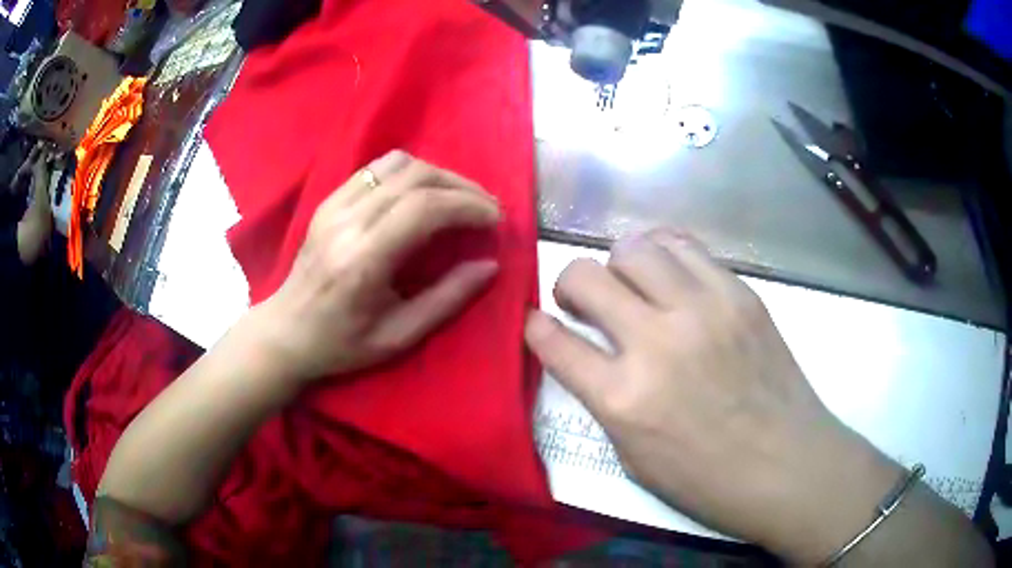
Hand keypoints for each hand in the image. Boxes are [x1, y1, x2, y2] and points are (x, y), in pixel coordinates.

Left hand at [259, 150, 500, 381]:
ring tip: (458, 198)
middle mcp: (347, 222)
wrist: (286, 331)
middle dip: (461, 186)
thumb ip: (447, 299)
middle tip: (486, 206)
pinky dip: (410, 172)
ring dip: (437, 174)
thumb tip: (490, 265)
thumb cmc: (341, 343)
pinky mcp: (328, 200)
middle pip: (415, 177)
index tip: (494, 218)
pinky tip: (423, 192)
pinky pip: (376, 168)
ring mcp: (334, 205)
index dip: (467, 205)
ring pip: (397, 164)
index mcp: (363, 260)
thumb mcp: (399, 337)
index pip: (424, 208)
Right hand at [525, 229, 901, 562]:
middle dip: (570, 286)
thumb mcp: (634, 457)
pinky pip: (685, 247)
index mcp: (623, 399)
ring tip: (633, 287)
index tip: (537, 323)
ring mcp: (703, 309)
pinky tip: (671, 277)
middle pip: (584, 275)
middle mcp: (657, 342)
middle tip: (584, 303)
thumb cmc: (706, 478)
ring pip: (634, 247)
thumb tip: (585, 355)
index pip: (552, 340)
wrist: (787, 463)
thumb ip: (603, 399)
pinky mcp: (739, 293)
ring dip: (620, 266)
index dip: (536, 327)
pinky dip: (665, 255)